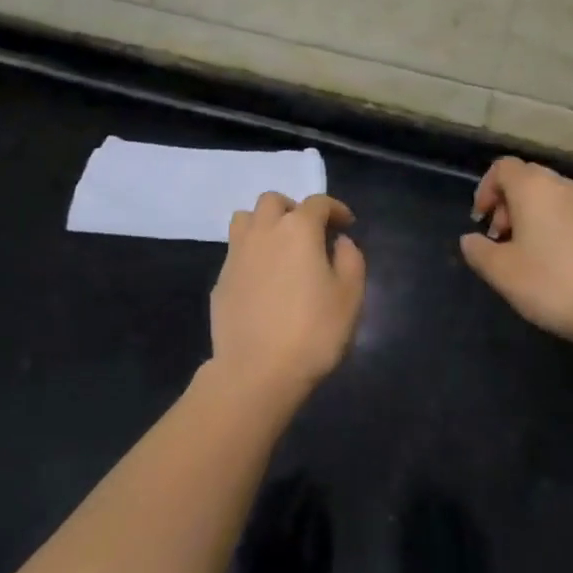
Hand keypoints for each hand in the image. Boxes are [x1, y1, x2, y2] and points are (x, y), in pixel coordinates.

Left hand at [210, 192, 365, 400]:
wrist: (255, 372)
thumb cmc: (312, 332)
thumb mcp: (350, 297)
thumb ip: (350, 260)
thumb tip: (340, 242)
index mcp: (298, 229)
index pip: (318, 202)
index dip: (335, 209)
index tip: (347, 225)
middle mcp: (264, 231)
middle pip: (274, 201)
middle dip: (294, 209)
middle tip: (309, 233)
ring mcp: (236, 254)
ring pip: (245, 218)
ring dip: (264, 223)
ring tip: (279, 247)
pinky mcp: (221, 279)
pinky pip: (235, 251)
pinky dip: (251, 253)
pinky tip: (263, 279)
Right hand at [460, 157, 572, 347]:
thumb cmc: (553, 283)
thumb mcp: (502, 272)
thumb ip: (479, 251)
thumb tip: (470, 239)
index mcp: (534, 187)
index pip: (503, 167)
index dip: (485, 189)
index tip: (481, 221)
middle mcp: (563, 186)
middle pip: (527, 179)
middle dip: (508, 204)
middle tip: (501, 239)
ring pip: (551, 197)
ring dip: (532, 216)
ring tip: (528, 254)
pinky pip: (572, 214)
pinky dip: (557, 227)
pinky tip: (558, 264)